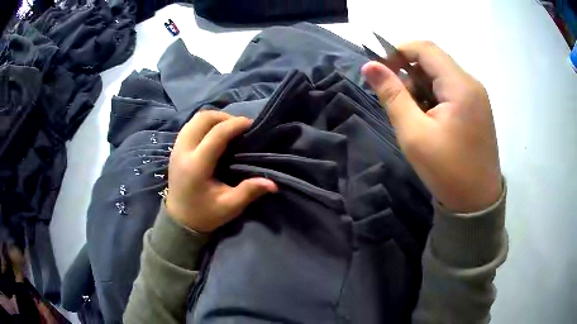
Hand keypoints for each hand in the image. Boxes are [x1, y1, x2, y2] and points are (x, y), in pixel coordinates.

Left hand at [166, 111, 276, 231]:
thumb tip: (273, 183)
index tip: (251, 125)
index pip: (216, 134)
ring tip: (229, 127)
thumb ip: (249, 192)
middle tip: (240, 126)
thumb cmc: (204, 214)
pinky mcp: (175, 149)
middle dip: (224, 117)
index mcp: (196, 165)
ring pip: (195, 119)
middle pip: (202, 119)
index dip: (236, 124)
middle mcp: (183, 151)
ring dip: (214, 118)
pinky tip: (215, 133)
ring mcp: (176, 148)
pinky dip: (204, 123)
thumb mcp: (229, 207)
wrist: (179, 220)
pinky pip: (190, 126)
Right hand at [362, 41, 501, 212]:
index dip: (398, 50)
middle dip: (409, 72)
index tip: (381, 70)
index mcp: (460, 85)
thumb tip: (370, 65)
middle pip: (433, 60)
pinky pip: (450, 90)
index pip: (425, 48)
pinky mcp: (477, 108)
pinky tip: (429, 120)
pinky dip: (433, 96)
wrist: (477, 203)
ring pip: (441, 75)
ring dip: (421, 86)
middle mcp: (471, 83)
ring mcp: (477, 96)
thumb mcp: (414, 134)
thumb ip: (392, 95)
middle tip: (397, 101)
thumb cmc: (447, 171)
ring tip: (414, 116)